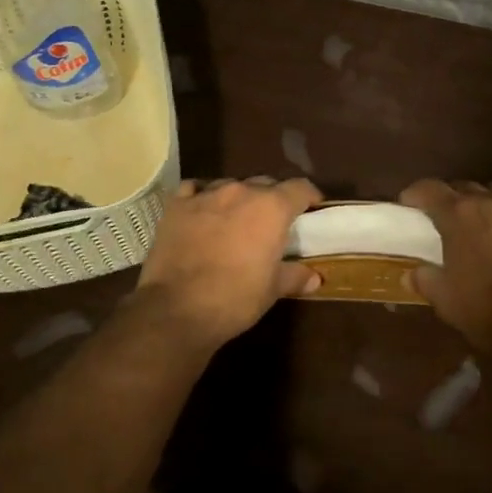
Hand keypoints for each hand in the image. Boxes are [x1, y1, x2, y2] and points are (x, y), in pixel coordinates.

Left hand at [133, 176, 322, 347]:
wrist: (177, 309)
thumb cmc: (235, 299)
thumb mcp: (272, 290)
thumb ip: (294, 276)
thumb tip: (314, 278)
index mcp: (272, 208)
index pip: (300, 188)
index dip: (309, 196)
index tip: (312, 207)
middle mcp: (241, 191)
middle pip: (265, 183)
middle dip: (272, 199)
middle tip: (272, 222)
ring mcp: (206, 194)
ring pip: (231, 185)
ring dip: (238, 199)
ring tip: (236, 219)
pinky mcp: (177, 204)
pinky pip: (194, 189)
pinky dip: (202, 197)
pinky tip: (202, 211)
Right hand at [400, 180, 491, 361]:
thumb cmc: (488, 310)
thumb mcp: (446, 300)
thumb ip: (425, 280)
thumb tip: (410, 275)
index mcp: (459, 216)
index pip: (430, 189)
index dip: (415, 193)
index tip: (407, 203)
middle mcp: (491, 204)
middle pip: (465, 187)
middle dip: (450, 198)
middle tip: (442, 217)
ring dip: (486, 200)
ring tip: (481, 218)